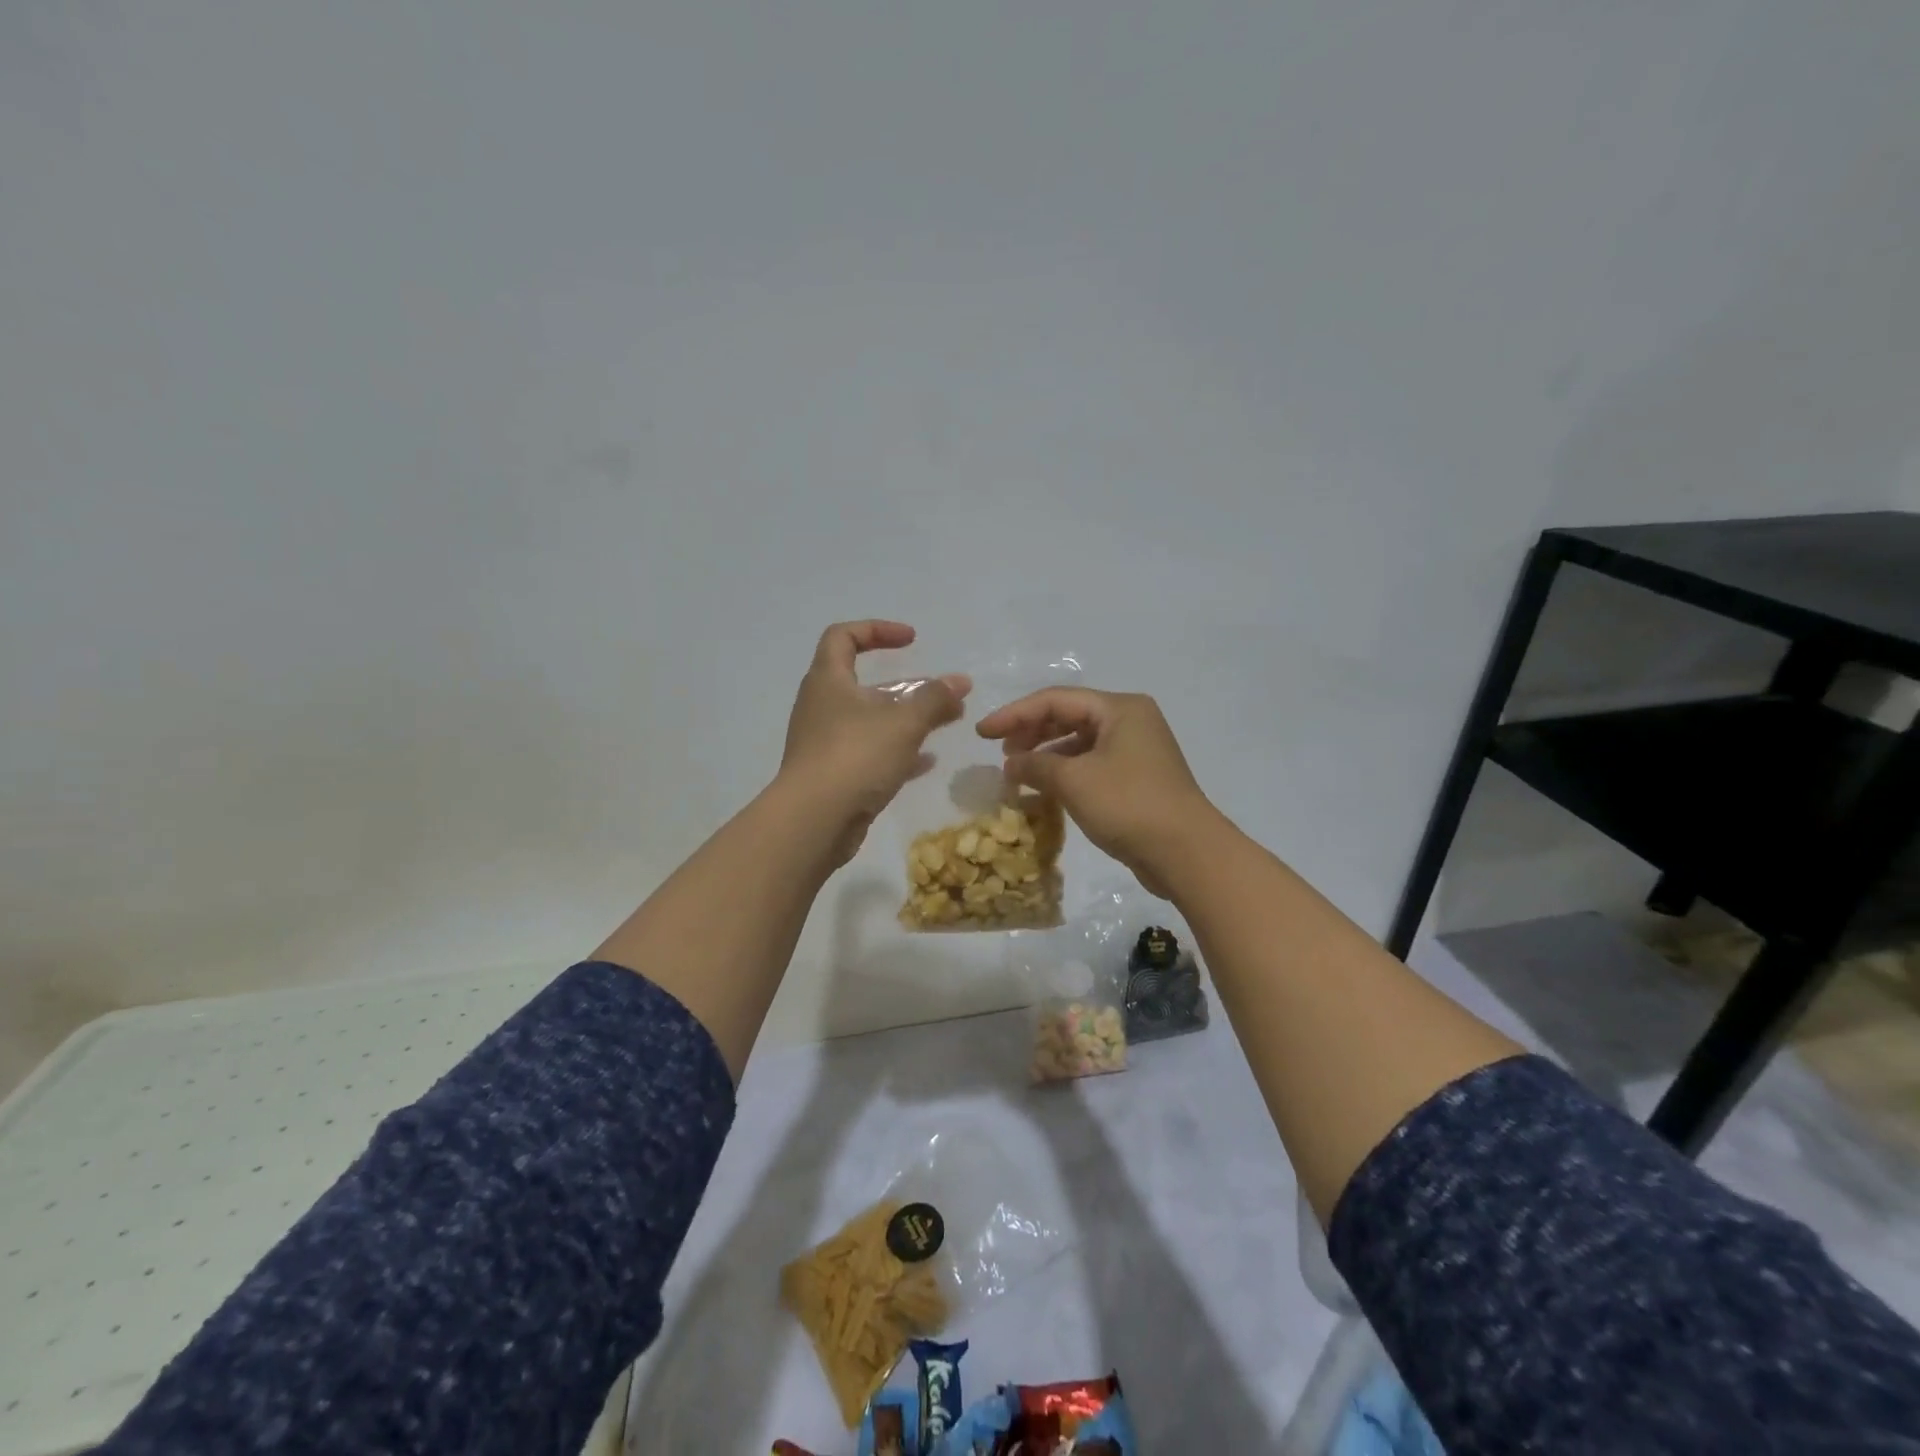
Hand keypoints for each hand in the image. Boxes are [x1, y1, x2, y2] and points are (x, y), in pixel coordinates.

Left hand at [779, 620, 969, 865]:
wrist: (813, 821)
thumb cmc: (855, 756)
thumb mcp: (903, 722)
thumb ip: (934, 698)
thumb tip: (960, 682)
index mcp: (828, 680)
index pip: (843, 636)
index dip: (877, 630)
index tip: (911, 640)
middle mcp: (822, 706)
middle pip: (863, 682)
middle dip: (906, 685)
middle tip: (941, 692)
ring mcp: (825, 743)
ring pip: (870, 721)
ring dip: (906, 719)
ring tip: (946, 723)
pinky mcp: (833, 776)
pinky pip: (869, 754)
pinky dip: (897, 752)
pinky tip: (927, 761)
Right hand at [975, 688, 1220, 896]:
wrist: (1187, 853)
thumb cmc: (1129, 805)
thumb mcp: (1074, 781)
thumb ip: (1035, 765)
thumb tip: (1011, 764)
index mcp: (1120, 708)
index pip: (1055, 700)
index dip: (1014, 714)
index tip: (982, 733)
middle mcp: (1131, 721)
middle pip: (1069, 716)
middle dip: (1031, 732)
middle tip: (1000, 752)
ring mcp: (1137, 750)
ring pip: (1080, 742)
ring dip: (1047, 754)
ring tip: (1017, 772)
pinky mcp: (1138, 779)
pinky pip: (1092, 764)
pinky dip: (1066, 772)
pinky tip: (1045, 789)